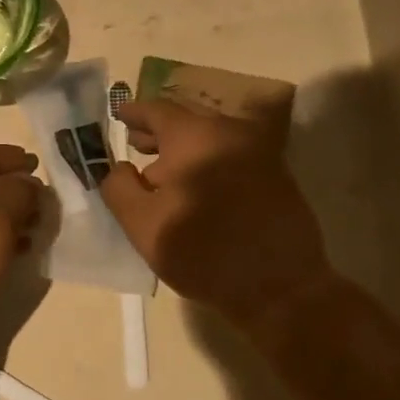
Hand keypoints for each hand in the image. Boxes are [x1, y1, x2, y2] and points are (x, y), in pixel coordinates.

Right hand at [101, 98, 336, 328]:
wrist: (281, 288)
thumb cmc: (203, 252)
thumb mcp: (142, 224)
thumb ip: (119, 188)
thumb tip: (120, 168)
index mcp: (195, 136)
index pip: (158, 110)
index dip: (135, 112)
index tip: (119, 114)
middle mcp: (230, 133)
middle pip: (186, 121)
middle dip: (158, 132)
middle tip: (136, 142)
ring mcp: (259, 152)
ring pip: (210, 139)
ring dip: (183, 150)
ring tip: (161, 171)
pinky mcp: (276, 176)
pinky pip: (231, 156)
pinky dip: (207, 162)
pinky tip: (195, 188)